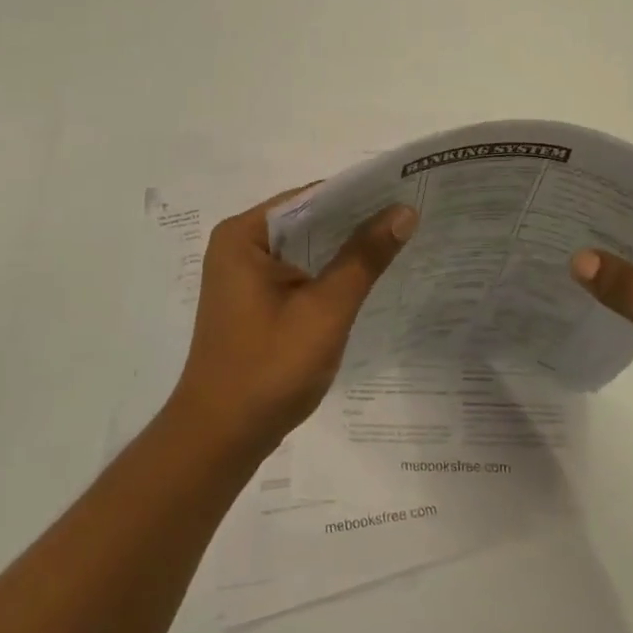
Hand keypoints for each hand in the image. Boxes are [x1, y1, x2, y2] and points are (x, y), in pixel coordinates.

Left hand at [168, 186, 416, 457]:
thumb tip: (404, 211)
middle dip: (355, 222)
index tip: (405, 194)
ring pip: (305, 248)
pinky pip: (298, 272)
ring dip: (344, 249)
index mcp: (244, 234)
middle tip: (411, 218)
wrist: (221, 438)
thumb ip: (364, 257)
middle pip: (307, 220)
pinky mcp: (253, 300)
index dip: (360, 195)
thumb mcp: (325, 310)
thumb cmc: (269, 368)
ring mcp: (243, 274)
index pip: (311, 197)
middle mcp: (239, 244)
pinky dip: (328, 273)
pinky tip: (366, 277)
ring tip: (399, 241)